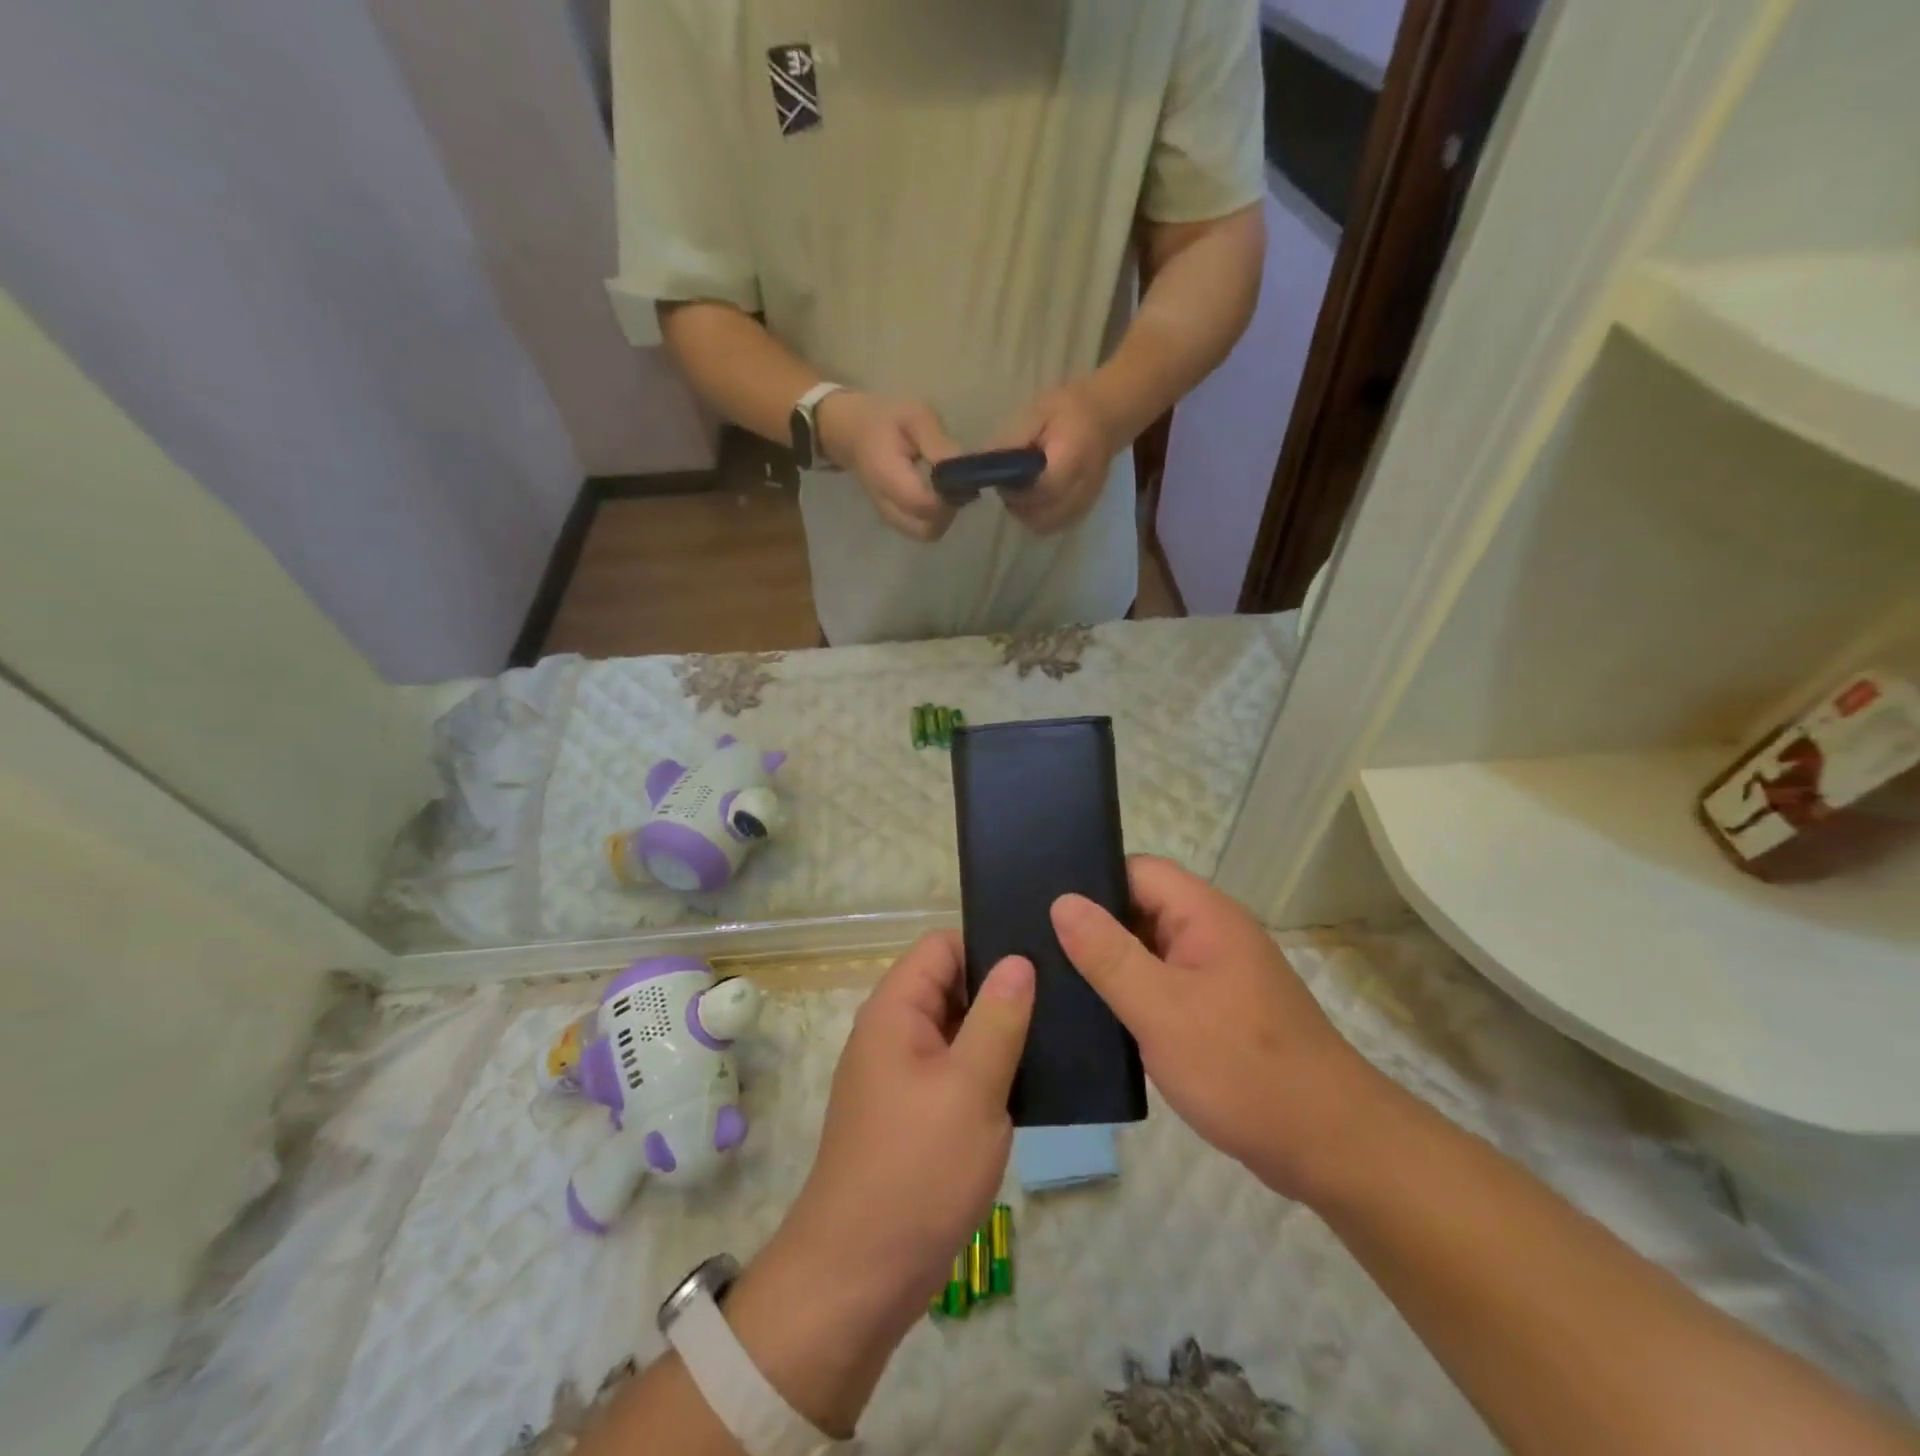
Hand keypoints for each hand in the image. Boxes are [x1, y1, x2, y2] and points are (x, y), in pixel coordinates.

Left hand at [781, 932, 1032, 1318]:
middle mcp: (893, 1033)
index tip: (1041, 958)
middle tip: (1064, 998)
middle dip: (1001, 990)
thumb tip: (1018, 959)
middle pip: (951, 985)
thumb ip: (998, 1018)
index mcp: (895, 1011)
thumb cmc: (917, 1170)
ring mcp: (902, 1076)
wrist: (859, 1277)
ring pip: (958, 1031)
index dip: (988, 944)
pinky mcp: (914, 1114)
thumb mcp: (970, 1087)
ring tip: (1059, 1034)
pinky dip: (989, 1070)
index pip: (941, 946)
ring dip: (1000, 1033)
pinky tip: (1034, 1082)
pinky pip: (956, 1071)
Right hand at [816, 390, 961, 542]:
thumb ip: (938, 442)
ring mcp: (890, 518)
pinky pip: (922, 529)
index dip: (949, 495)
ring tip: (947, 486)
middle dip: (949, 509)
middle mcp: (887, 506)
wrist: (854, 433)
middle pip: (928, 529)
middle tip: (956, 482)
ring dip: (944, 515)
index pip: (924, 505)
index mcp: (888, 477)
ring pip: (927, 533)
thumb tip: (965, 465)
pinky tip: (938, 493)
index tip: (961, 475)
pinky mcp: (896, 521)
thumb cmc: (887, 420)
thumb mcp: (915, 416)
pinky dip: (936, 517)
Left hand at [988, 377, 1125, 535]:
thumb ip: (1012, 440)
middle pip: (1044, 515)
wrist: (1106, 418)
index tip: (1004, 482)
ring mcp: (1086, 502)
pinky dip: (1038, 518)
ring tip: (1021, 493)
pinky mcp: (1083, 511)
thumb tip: (982, 464)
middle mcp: (1084, 485)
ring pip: (1046, 525)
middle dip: (1019, 506)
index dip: (1019, 492)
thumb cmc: (1067, 410)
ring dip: (1027, 514)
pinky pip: (1054, 526)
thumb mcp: (1036, 413)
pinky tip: (1034, 500)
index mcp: (1074, 455)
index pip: (1046, 488)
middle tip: (1009, 487)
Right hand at [1051, 857, 1392, 1203]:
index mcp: (1205, 915)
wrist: (1329, 1147)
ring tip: (1048, 976)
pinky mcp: (1213, 1011)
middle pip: (1139, 907)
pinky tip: (1090, 1014)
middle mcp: (1210, 933)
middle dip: (1091, 925)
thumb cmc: (1242, 1068)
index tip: (1039, 901)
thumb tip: (1062, 901)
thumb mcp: (1163, 1009)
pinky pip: (1159, 985)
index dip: (1090, 880)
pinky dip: (1127, 994)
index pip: (1136, 870)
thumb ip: (1109, 955)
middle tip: (1032, 942)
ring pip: (1146, 950)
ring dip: (1107, 963)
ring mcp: (1214, 973)